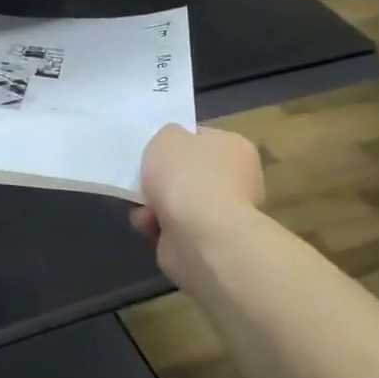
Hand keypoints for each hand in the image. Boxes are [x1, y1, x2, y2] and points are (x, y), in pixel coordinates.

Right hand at [130, 123, 265, 283]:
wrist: (200, 235)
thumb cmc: (186, 176)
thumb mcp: (167, 137)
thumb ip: (168, 136)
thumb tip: (173, 146)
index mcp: (235, 148)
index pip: (203, 139)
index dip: (177, 142)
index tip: (156, 151)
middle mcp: (237, 180)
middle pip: (189, 173)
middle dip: (163, 180)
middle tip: (143, 179)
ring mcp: (224, 214)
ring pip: (179, 203)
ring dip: (155, 204)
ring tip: (141, 207)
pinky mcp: (208, 242)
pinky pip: (175, 228)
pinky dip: (158, 226)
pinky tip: (148, 225)